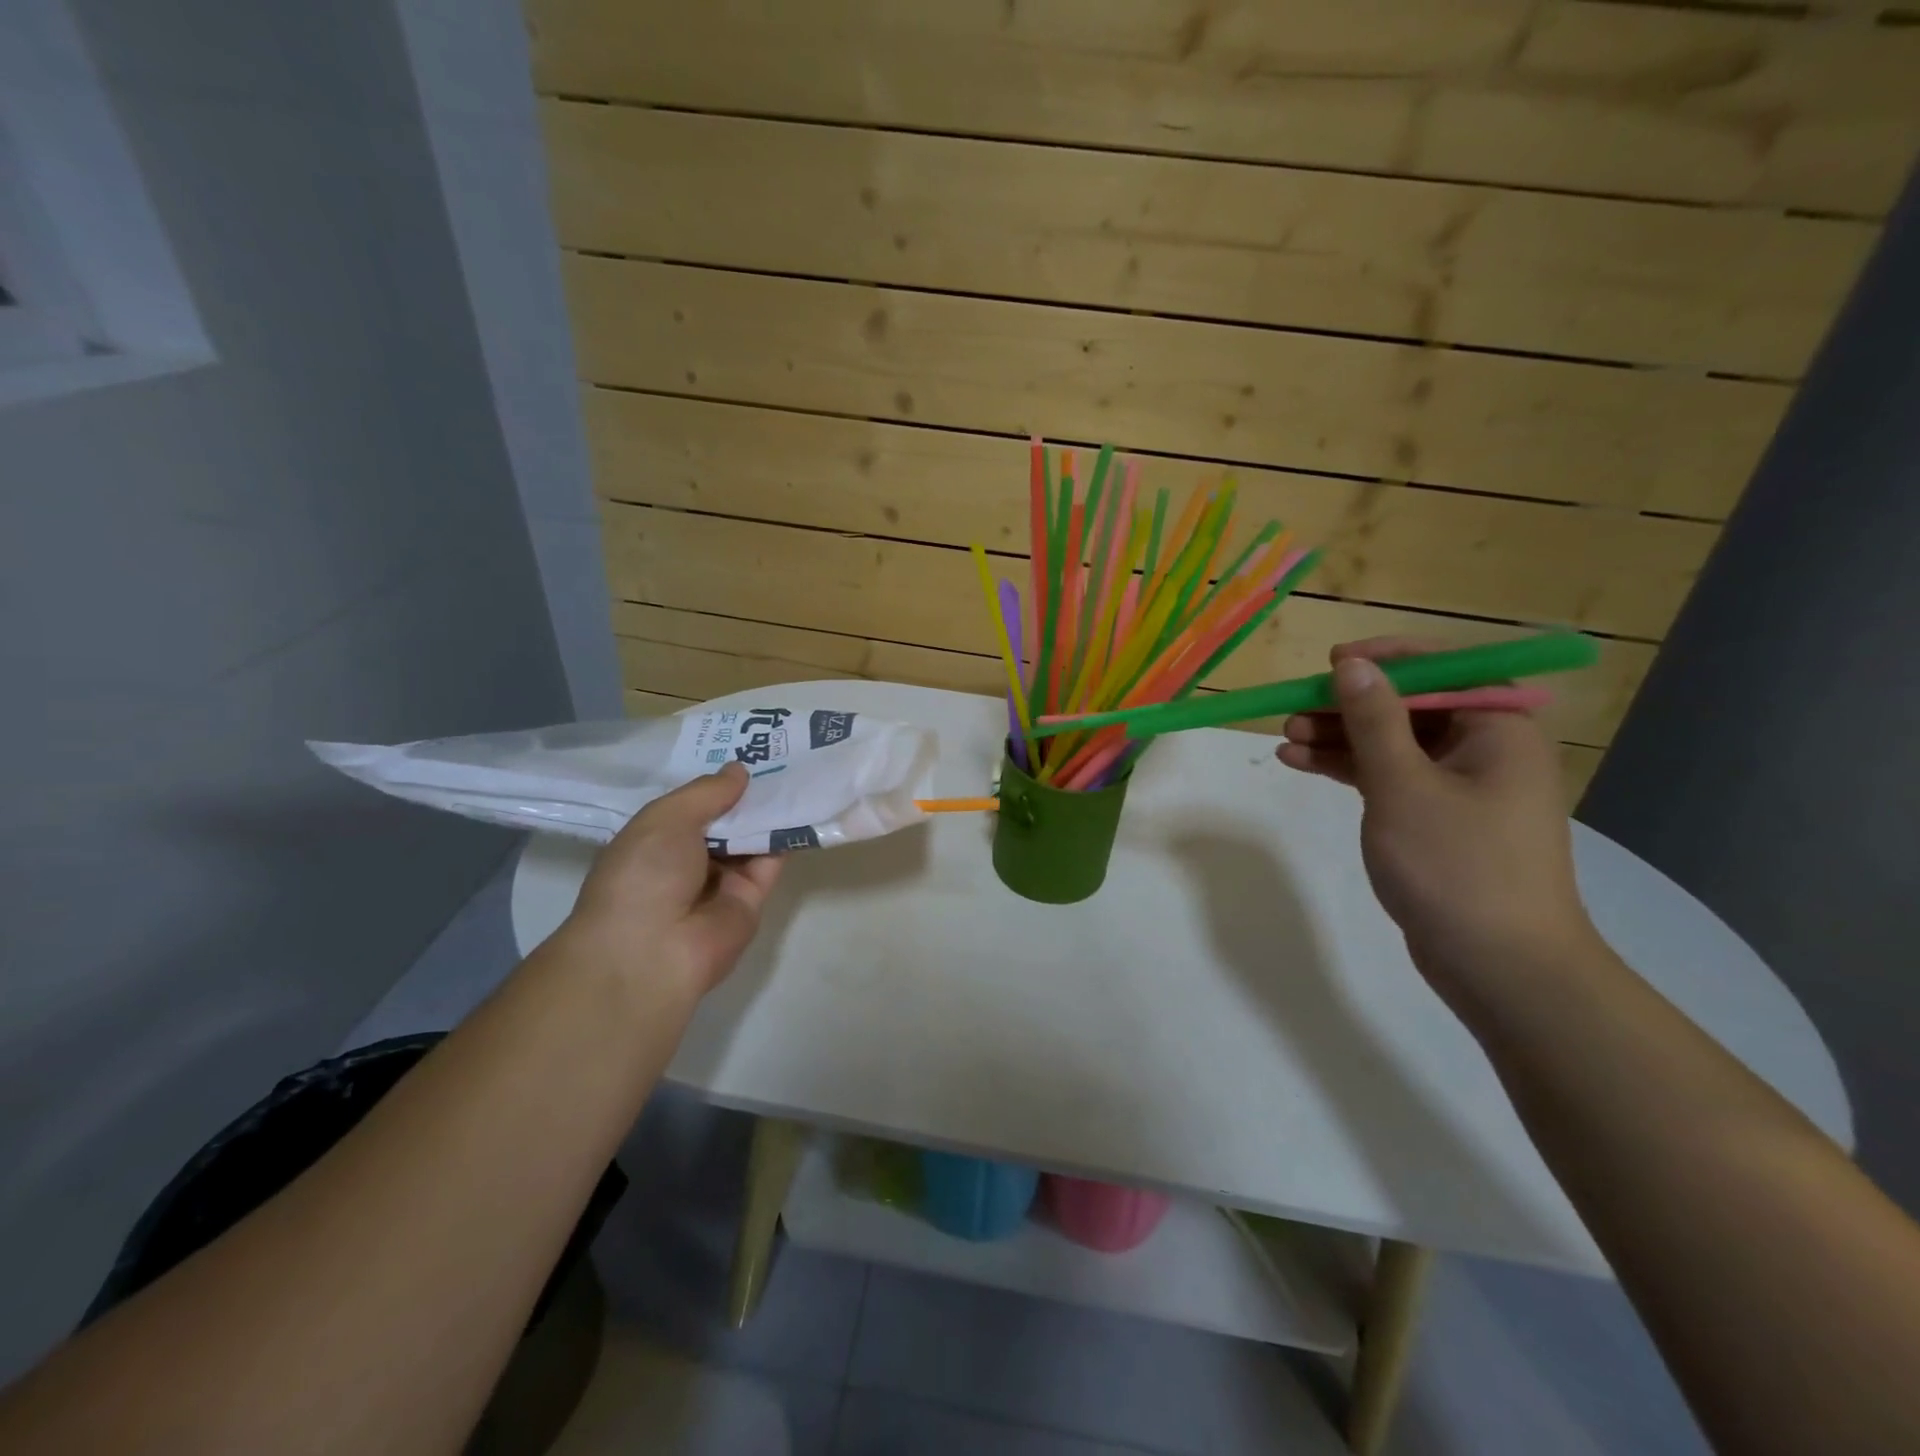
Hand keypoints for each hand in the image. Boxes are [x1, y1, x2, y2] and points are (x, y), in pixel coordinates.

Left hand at [563, 762, 783, 997]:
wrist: (652, 950)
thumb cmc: (644, 874)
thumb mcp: (666, 818)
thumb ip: (707, 792)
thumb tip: (739, 770)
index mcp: (656, 840)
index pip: (692, 805)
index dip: (716, 782)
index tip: (744, 749)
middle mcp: (688, 860)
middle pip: (726, 820)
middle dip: (748, 792)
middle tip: (783, 753)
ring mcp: (721, 882)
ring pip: (751, 838)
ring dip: (771, 810)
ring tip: (801, 769)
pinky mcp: (751, 900)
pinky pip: (771, 862)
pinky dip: (787, 837)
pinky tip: (805, 805)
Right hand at [1276, 638, 1596, 994]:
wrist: (1500, 966)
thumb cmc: (1456, 865)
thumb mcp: (1404, 785)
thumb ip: (1374, 720)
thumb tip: (1352, 665)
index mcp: (1497, 729)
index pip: (1443, 670)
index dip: (1385, 660)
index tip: (1331, 664)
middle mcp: (1483, 750)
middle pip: (1408, 707)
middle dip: (1348, 706)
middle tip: (1294, 712)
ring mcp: (1459, 787)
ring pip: (1391, 744)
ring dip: (1339, 739)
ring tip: (1285, 740)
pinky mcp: (1436, 820)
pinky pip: (1388, 777)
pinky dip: (1348, 770)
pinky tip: (1302, 765)